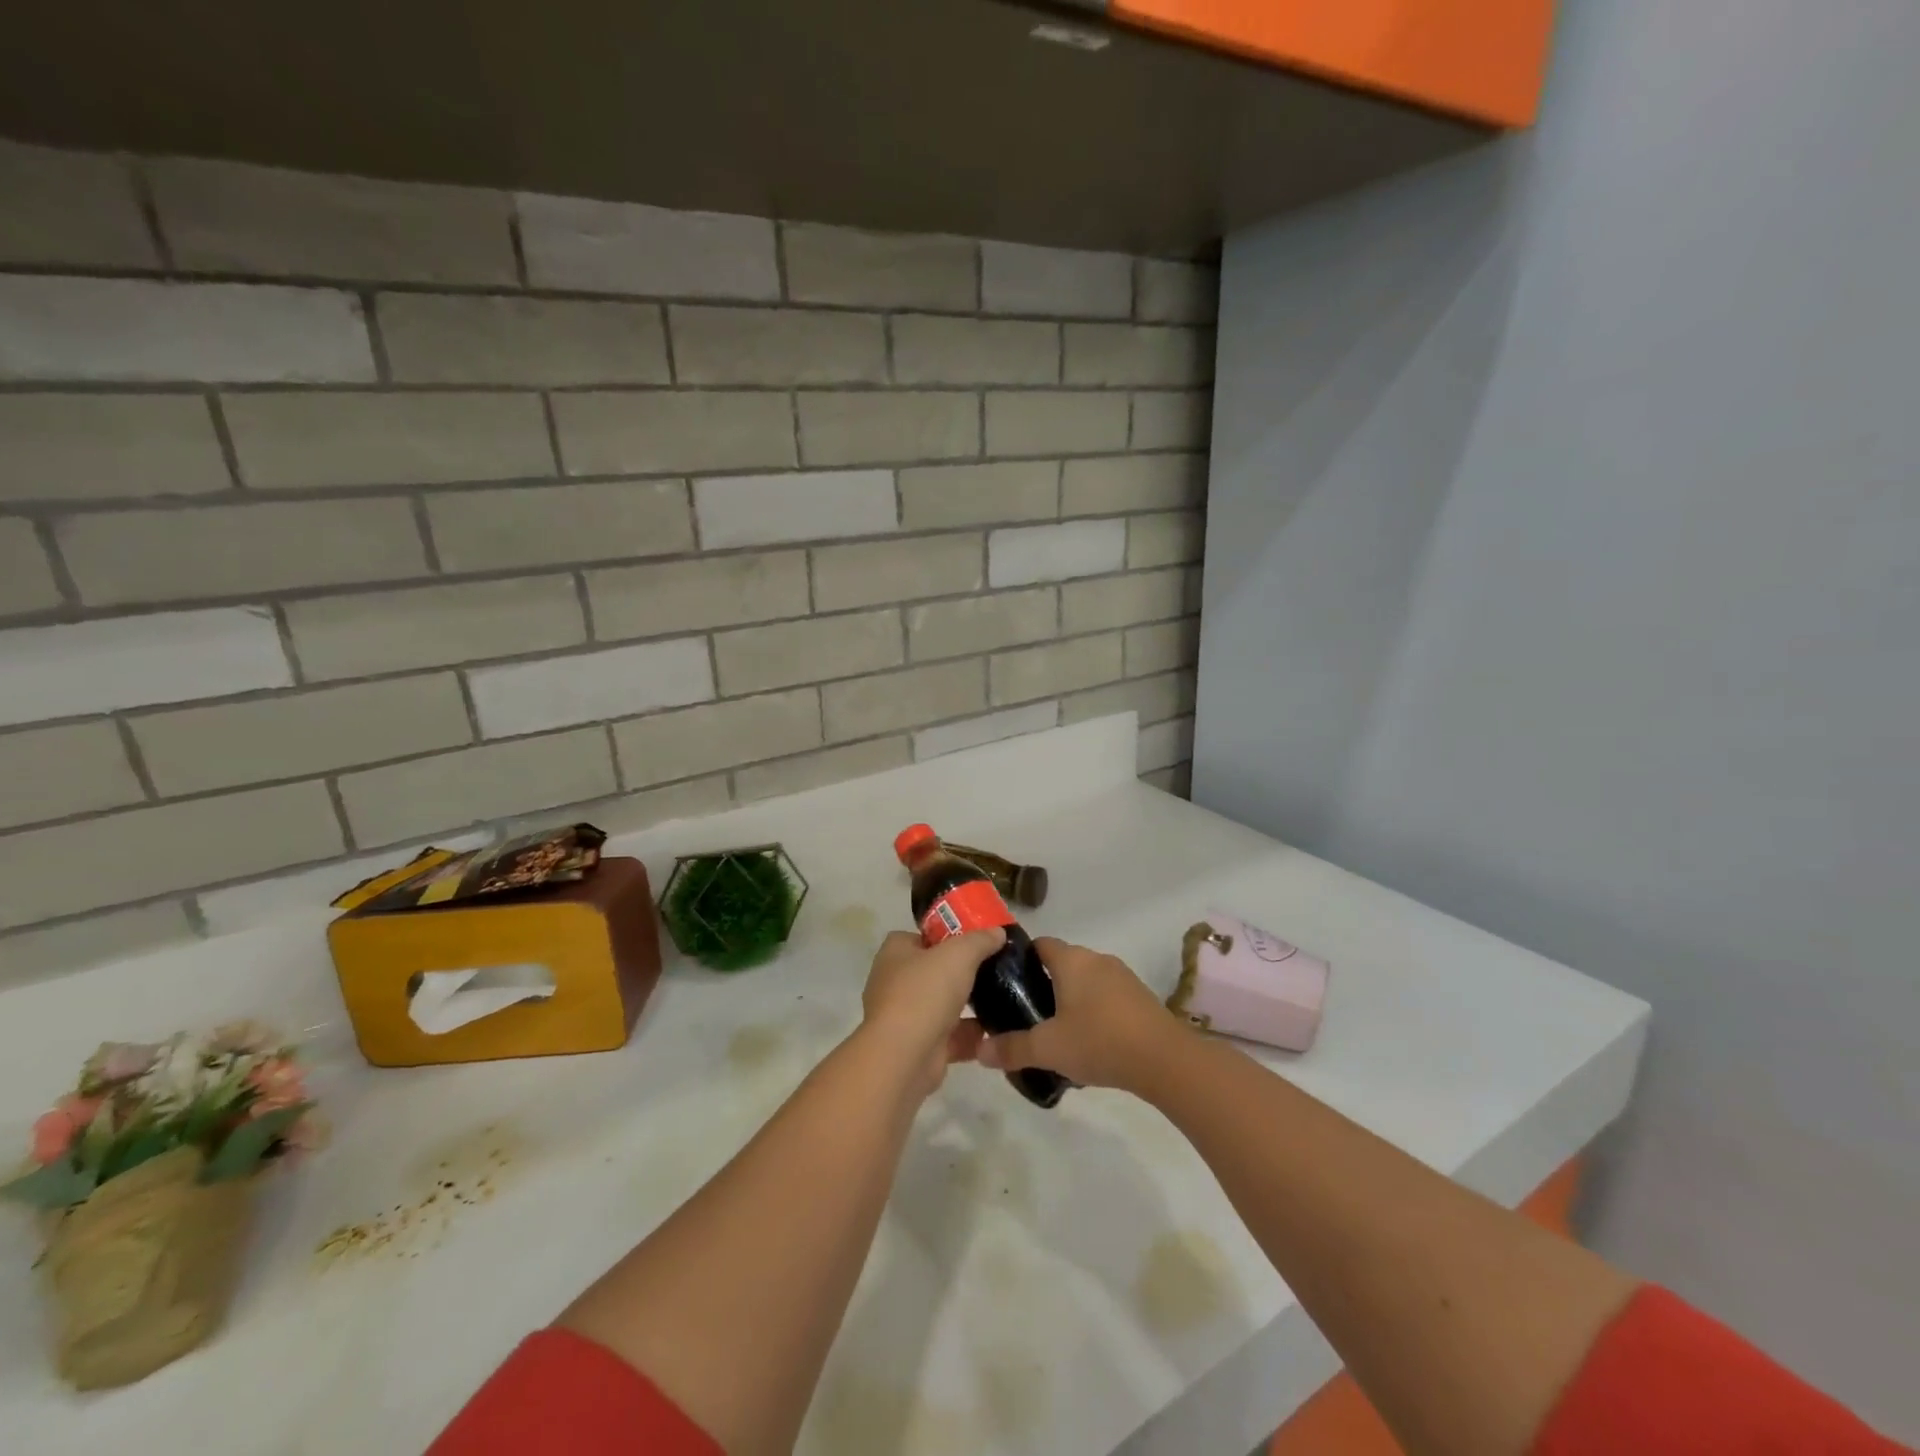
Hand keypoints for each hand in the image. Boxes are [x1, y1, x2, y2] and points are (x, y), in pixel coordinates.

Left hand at [859, 929, 1003, 1097]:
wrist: (904, 1057)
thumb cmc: (925, 992)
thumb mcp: (959, 954)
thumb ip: (980, 940)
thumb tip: (998, 932)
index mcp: (895, 953)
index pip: (920, 936)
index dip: (946, 935)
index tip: (975, 940)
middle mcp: (895, 982)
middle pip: (934, 970)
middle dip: (961, 972)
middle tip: (994, 968)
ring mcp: (906, 1017)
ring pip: (943, 1005)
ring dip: (968, 1005)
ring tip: (1002, 997)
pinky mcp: (919, 1047)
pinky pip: (950, 1036)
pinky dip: (970, 1036)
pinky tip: (997, 1031)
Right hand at [976, 937, 1182, 1093]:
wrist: (1165, 1060)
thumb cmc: (1099, 1041)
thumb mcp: (1048, 1048)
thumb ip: (1012, 1048)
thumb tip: (980, 1052)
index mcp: (1071, 960)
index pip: (1039, 945)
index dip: (1021, 960)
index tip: (1006, 984)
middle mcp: (1096, 959)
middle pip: (1062, 963)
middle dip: (1044, 984)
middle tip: (1025, 1013)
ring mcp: (1122, 976)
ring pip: (1085, 980)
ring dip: (1070, 999)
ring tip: (1055, 1031)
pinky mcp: (1140, 997)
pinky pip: (1106, 996)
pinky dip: (1094, 1010)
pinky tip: (1089, 1041)